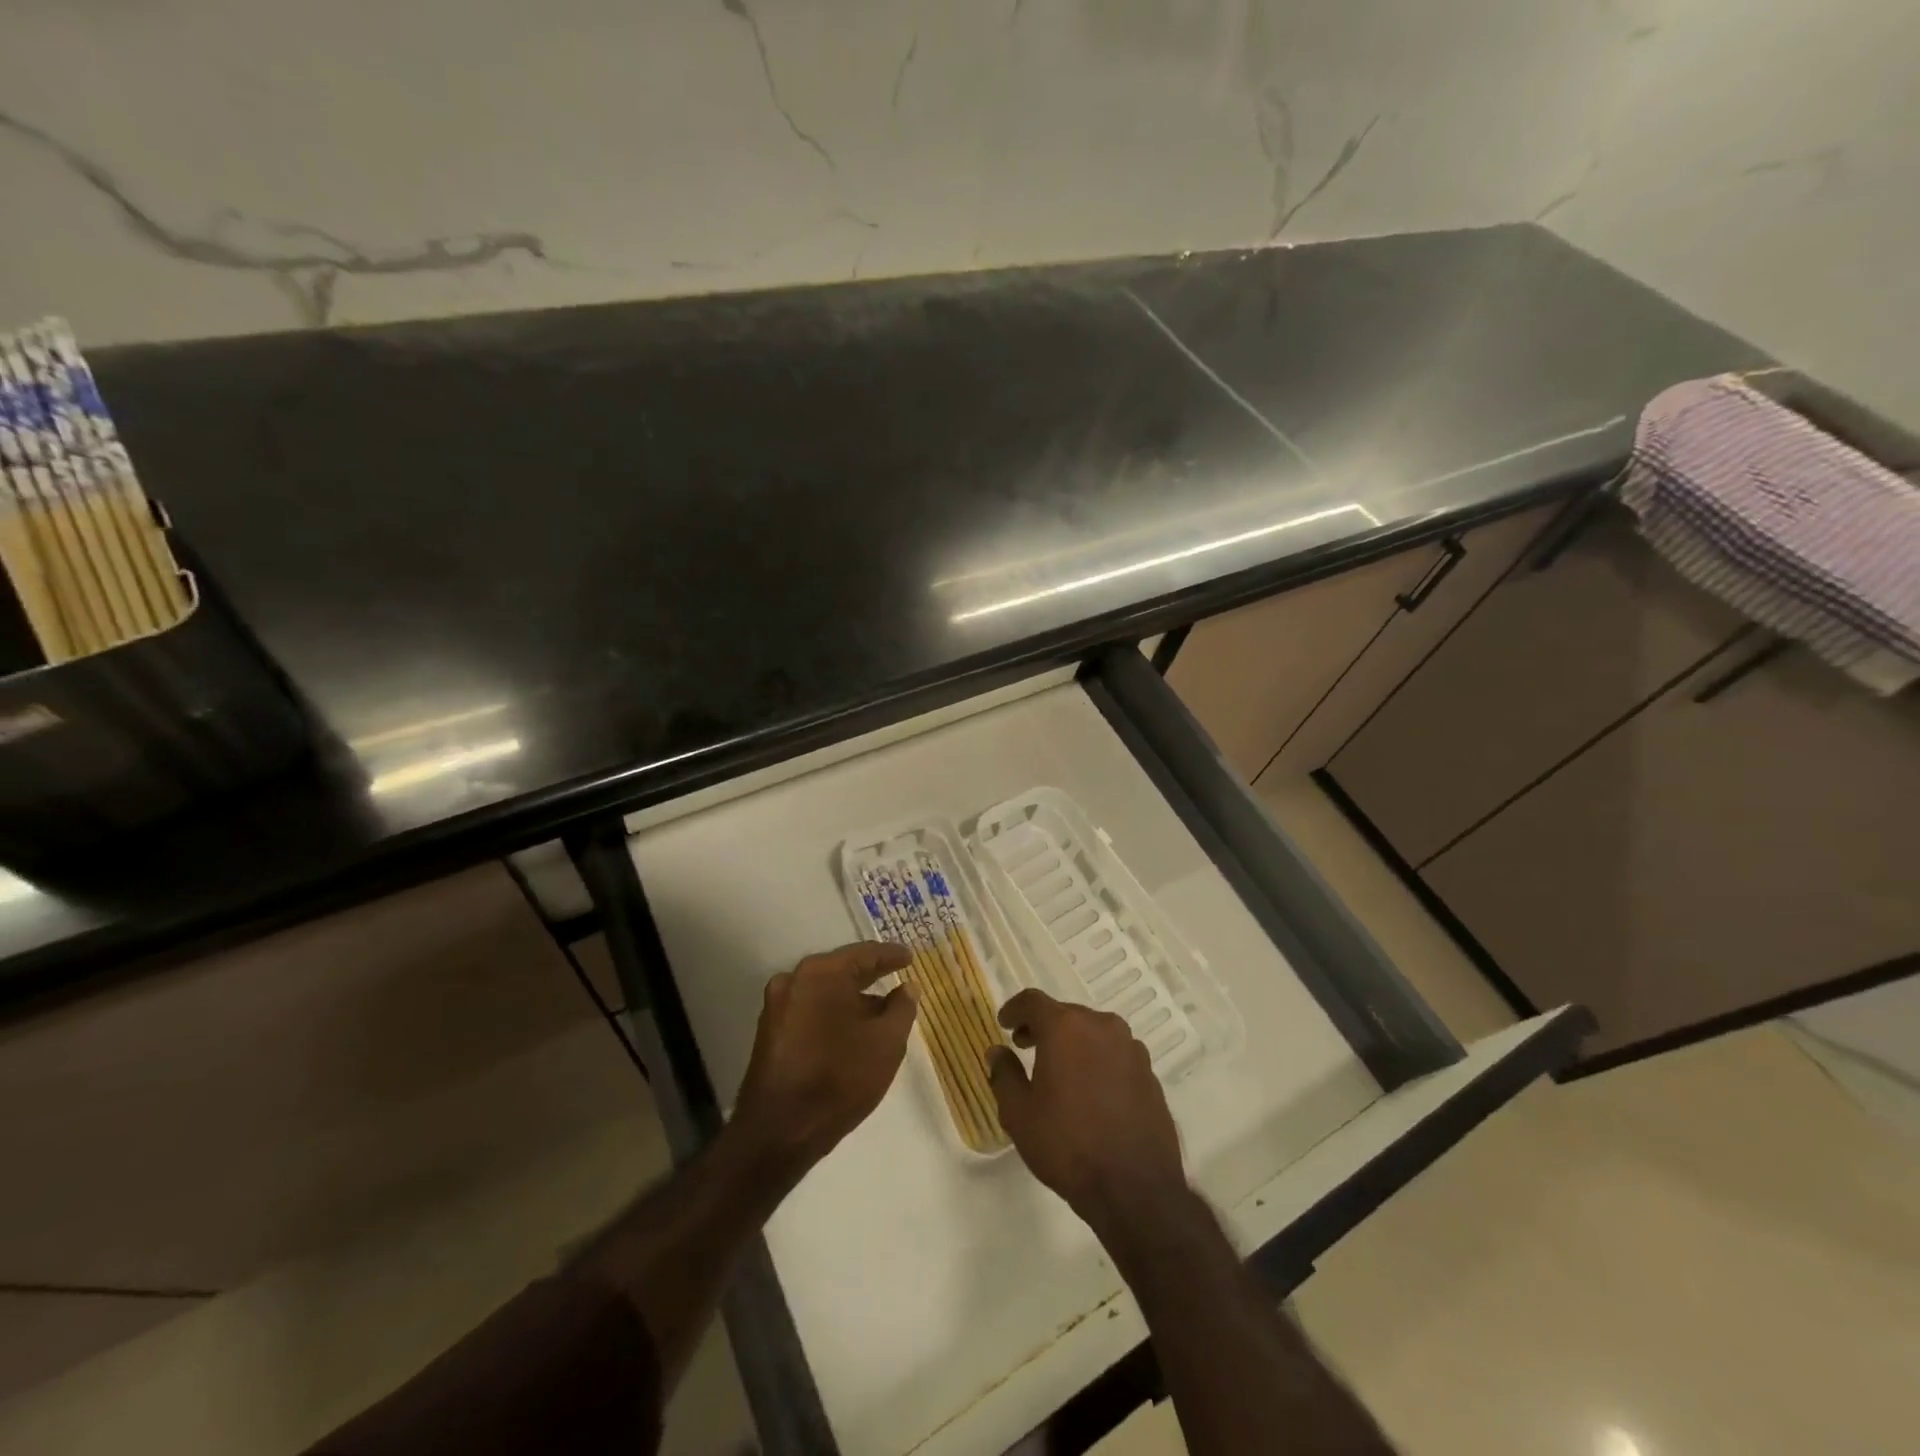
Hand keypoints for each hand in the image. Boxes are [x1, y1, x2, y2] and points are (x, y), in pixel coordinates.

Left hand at [733, 941, 916, 1176]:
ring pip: (824, 992)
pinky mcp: (770, 1032)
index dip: (891, 956)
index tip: (910, 957)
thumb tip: (908, 987)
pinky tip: (852, 1031)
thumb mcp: (886, 1043)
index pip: (864, 954)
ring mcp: (777, 1006)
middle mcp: (794, 979)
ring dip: (852, 998)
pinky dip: (832, 1013)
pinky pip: (810, 1010)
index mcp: (821, 973)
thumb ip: (902, 1008)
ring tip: (880, 1011)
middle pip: (841, 970)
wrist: (777, 1132)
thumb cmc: (839, 1078)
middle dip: (870, 975)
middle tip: (897, 976)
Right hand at [988, 989, 1186, 1232]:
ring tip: (1059, 1071)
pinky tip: (1091, 1092)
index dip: (1014, 1009)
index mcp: (1066, 1027)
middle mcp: (1102, 1026)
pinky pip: (1115, 1054)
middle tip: (1026, 1047)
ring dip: (1073, 1042)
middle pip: (1066, 1014)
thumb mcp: (1019, 1113)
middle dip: (1043, 1027)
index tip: (1004, 1024)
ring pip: (1093, 1032)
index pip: (1033, 1001)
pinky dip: (1098, 1061)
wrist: (1134, 1188)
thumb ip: (1004, 1074)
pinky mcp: (1150, 1073)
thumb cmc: (1067, 1145)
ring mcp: (1131, 1048)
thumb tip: (998, 1051)